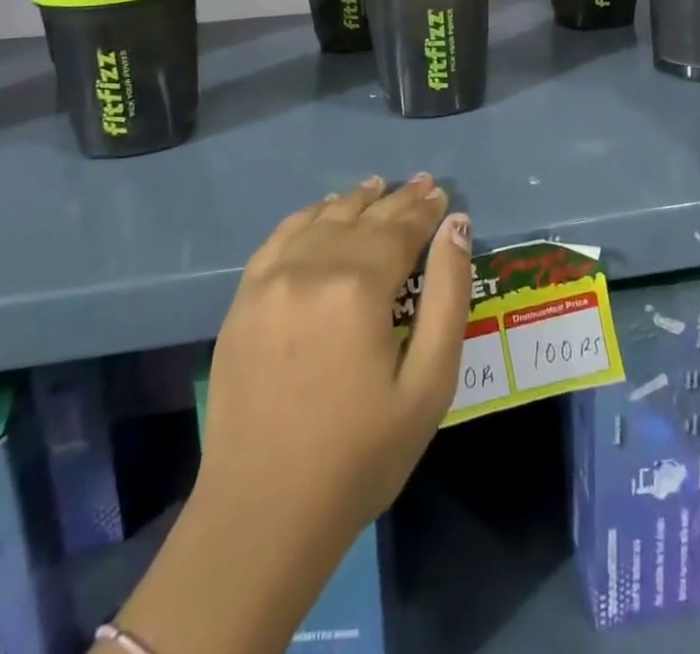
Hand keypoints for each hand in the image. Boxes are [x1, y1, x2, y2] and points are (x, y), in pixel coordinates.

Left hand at [198, 174, 472, 542]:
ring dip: (354, 201)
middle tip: (421, 184)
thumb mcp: (428, 385)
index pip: (400, 229)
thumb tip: (456, 227)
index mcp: (359, 288)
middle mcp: (311, 268)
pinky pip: (281, 237)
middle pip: (363, 218)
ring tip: (377, 187)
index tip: (442, 195)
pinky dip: (308, 216)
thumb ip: (448, 297)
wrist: (262, 514)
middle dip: (396, 200)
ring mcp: (270, 280)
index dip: (425, 211)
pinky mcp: (243, 299)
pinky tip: (323, 211)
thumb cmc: (360, 455)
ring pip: (322, 219)